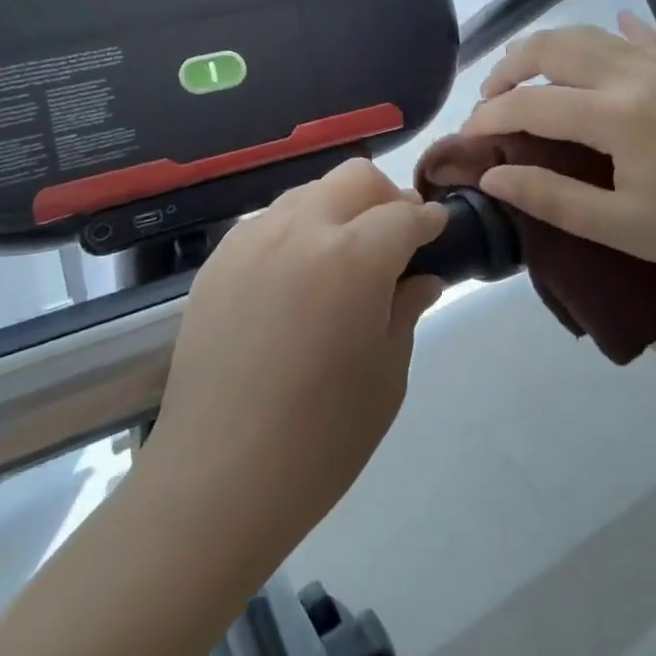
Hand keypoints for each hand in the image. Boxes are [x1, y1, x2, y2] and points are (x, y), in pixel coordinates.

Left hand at [147, 159, 447, 561]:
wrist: (217, 477)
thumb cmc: (321, 438)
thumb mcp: (387, 376)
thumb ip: (406, 310)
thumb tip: (420, 278)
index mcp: (354, 256)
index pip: (404, 214)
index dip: (430, 220)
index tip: (438, 231)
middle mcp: (301, 229)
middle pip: (355, 178)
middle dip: (385, 197)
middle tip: (393, 240)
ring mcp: (252, 239)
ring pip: (308, 192)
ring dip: (338, 210)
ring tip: (342, 259)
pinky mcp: (218, 260)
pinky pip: (268, 223)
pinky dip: (296, 232)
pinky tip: (295, 280)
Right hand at [460, 11, 655, 289]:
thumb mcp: (622, 227)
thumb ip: (551, 198)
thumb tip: (492, 177)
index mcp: (617, 115)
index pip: (532, 103)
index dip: (491, 116)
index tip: (466, 135)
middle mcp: (633, 75)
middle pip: (553, 48)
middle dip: (510, 67)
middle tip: (489, 98)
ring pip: (587, 34)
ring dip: (547, 47)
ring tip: (524, 73)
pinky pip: (637, 36)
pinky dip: (609, 32)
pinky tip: (606, 28)